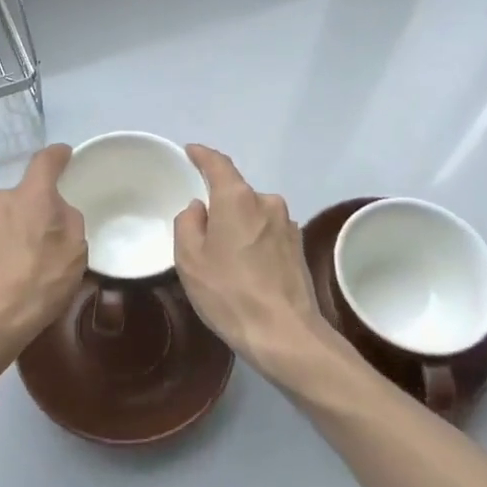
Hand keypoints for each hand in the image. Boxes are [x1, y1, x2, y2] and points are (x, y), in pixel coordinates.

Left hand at [0, 144, 87, 374]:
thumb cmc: (37, 285)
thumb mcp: (75, 254)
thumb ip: (70, 221)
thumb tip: (57, 212)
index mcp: (31, 196)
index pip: (45, 161)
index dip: (57, 156)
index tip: (64, 156)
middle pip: (23, 196)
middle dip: (34, 211)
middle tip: (45, 242)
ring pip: (1, 217)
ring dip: (11, 231)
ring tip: (18, 265)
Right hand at [173, 145, 338, 385]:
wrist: (285, 334)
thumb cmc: (229, 292)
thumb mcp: (189, 259)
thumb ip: (187, 223)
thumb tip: (199, 208)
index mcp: (237, 198)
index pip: (218, 164)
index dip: (202, 155)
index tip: (191, 151)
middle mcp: (266, 202)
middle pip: (237, 193)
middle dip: (219, 205)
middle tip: (202, 233)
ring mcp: (288, 224)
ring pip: (253, 214)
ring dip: (239, 226)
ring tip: (226, 258)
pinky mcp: (299, 247)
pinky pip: (268, 233)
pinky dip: (255, 242)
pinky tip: (248, 269)